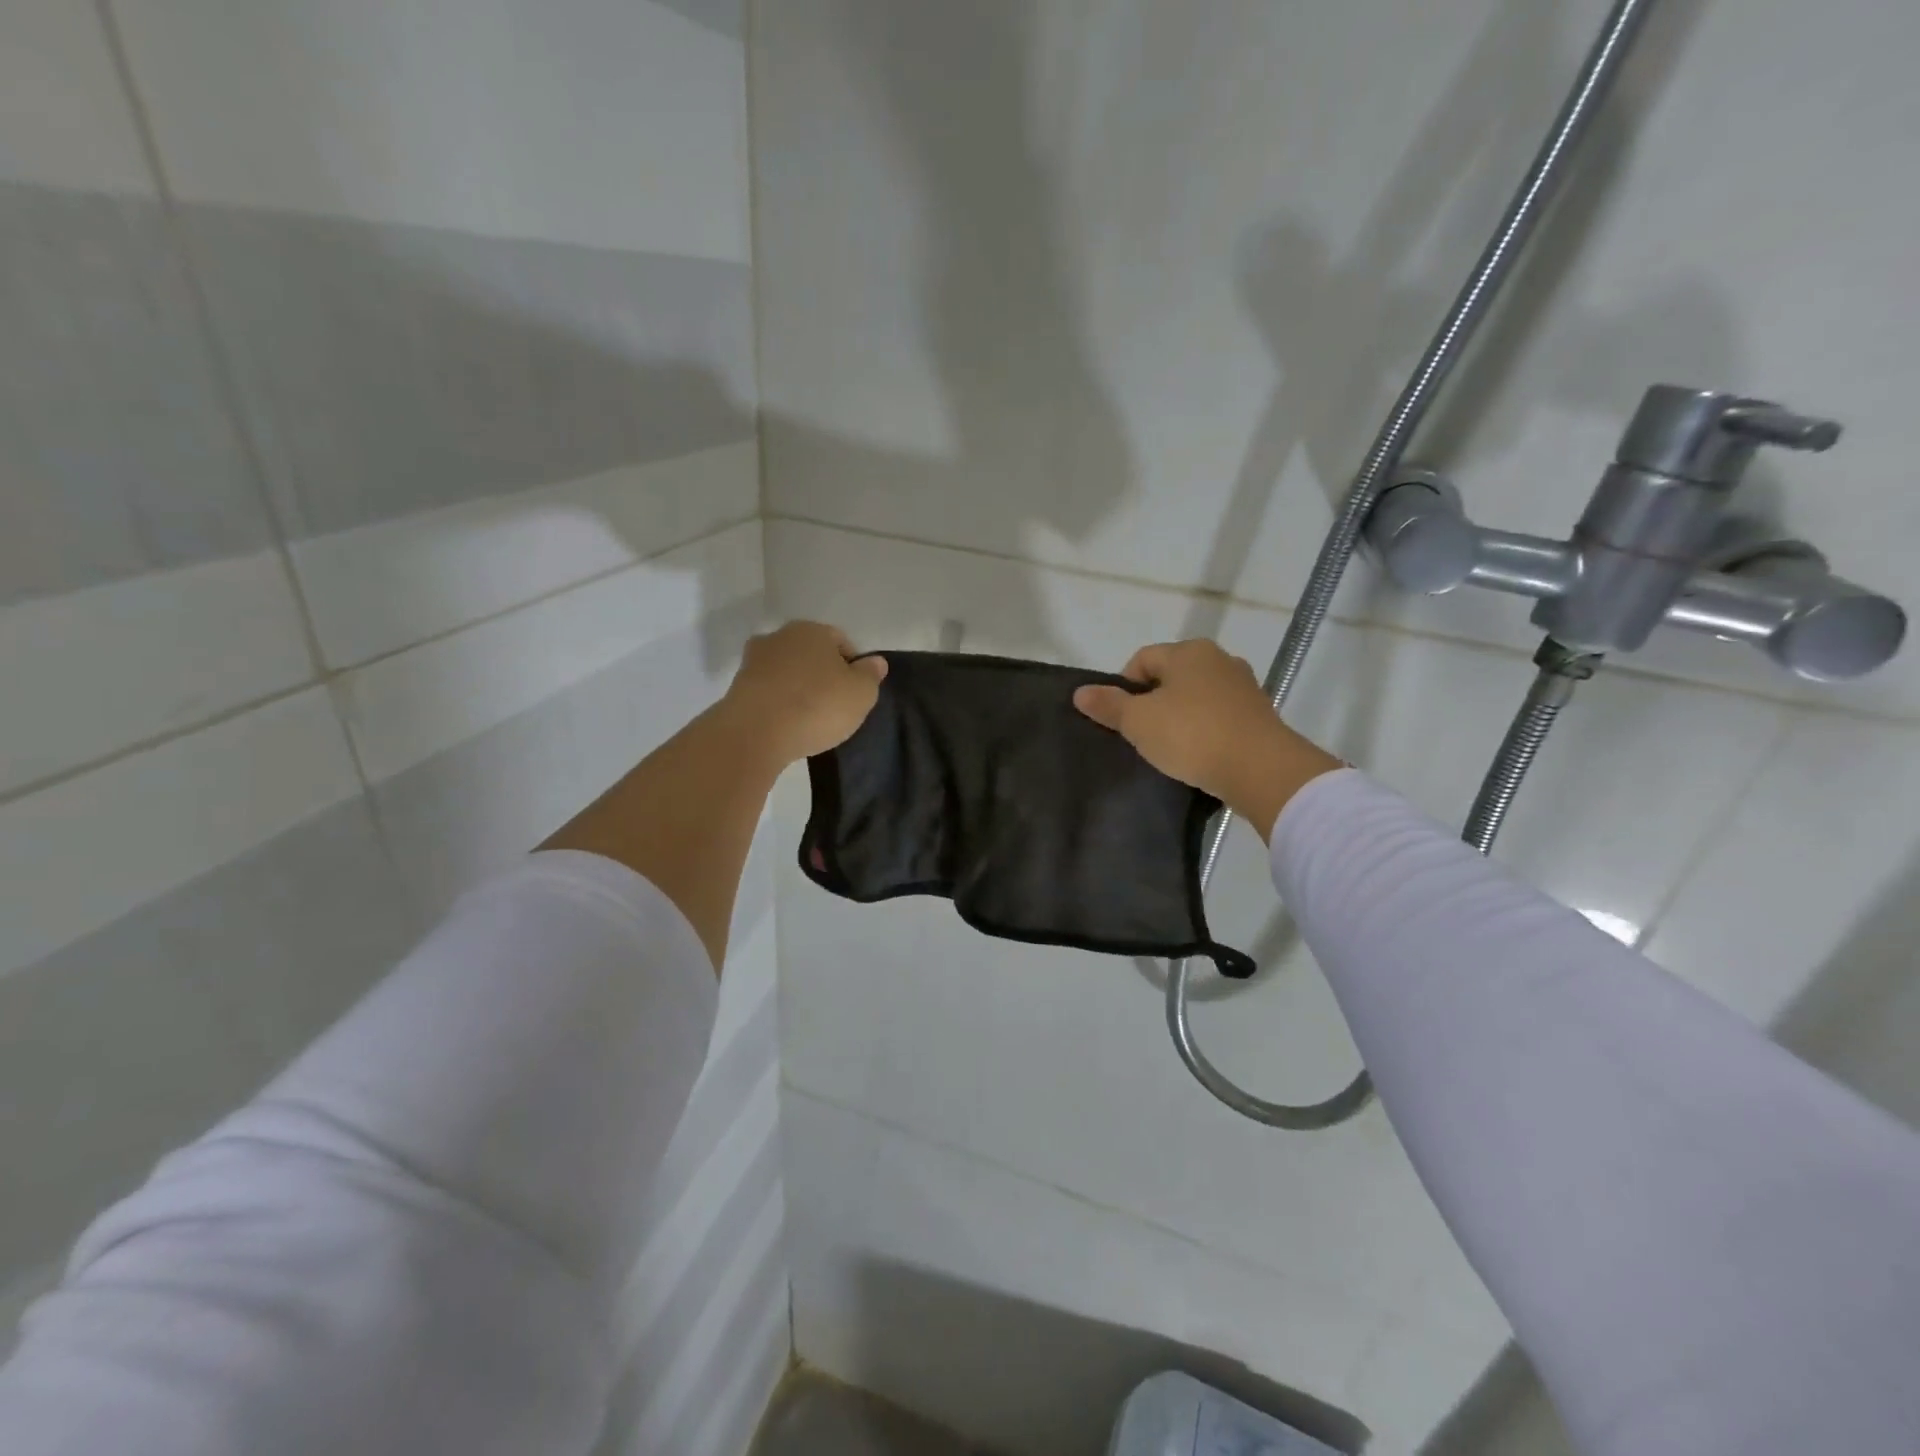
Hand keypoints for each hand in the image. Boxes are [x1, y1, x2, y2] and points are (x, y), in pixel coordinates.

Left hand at [721, 621, 886, 765]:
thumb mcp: (861, 694)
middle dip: (822, 674)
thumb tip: (876, 661)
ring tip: (808, 717)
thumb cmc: (817, 706)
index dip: (853, 666)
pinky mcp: (737, 686)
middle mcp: (780, 636)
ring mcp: (754, 660)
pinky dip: (778, 702)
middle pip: (810, 653)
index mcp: (812, 630)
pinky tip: (786, 722)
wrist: (756, 732)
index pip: (841, 641)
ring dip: (797, 687)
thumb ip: (871, 675)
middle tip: (833, 704)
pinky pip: (768, 690)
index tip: (855, 693)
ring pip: (787, 671)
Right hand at [1073, 639, 1340, 839]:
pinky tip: (1199, 754)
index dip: (1123, 687)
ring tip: (1170, 748)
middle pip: (1171, 677)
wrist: (1261, 769)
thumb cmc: (1192, 735)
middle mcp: (1219, 659)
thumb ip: (1109, 705)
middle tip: (1142, 735)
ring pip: (1197, 697)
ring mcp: (1244, 686)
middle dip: (1153, 702)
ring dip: (1181, 717)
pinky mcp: (1260, 714)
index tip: (1121, 720)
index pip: (1142, 660)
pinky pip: (1220, 716)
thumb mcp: (1139, 722)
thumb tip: (1080, 692)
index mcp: (1188, 651)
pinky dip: (1206, 730)